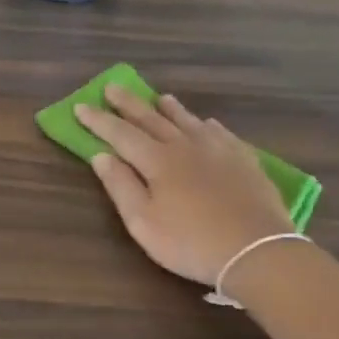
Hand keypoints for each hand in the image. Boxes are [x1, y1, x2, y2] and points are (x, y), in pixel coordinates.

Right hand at [77, 86, 294, 286]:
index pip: (120, 133)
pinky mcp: (244, 159)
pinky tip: (206, 124)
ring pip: (188, 121)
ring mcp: (218, 149)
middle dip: (128, 103)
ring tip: (159, 97)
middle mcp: (185, 145)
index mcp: (157, 160)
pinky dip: (206, 125)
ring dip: (169, 109)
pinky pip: (220, 132)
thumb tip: (101, 155)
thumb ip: (120, 186)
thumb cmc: (190, 242)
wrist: (257, 251)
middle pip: (151, 118)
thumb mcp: (143, 222)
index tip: (80, 106)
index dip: (98, 120)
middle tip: (112, 87)